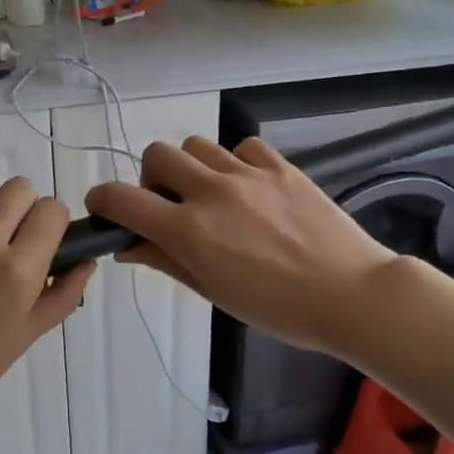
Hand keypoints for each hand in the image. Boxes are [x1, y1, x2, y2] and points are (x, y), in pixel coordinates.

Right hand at [85, 136, 399, 355]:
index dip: (102, 201)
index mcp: (189, 229)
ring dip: (192, 168)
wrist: (350, 294)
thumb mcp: (212, 291)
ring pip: (196, 145)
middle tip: (170, 206)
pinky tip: (249, 188)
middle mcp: (211, 191)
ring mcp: (248, 173)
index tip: (105, 210)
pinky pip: (242, 147)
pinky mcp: (280, 166)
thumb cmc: (277, 308)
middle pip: (157, 155)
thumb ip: (166, 261)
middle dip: (152, 179)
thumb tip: (128, 245)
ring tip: (212, 196)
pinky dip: (235, 162)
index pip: (122, 199)